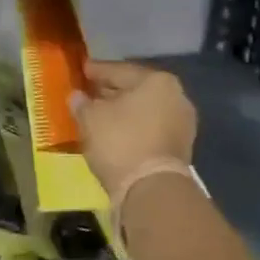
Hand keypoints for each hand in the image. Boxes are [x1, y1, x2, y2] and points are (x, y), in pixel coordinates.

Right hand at [71, 61, 197, 202]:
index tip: (82, 70)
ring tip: (99, 114)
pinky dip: (133, 128)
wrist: (152, 189)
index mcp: (157, 81)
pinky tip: (115, 132)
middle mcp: (176, 97)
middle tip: (89, 92)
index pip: (120, 70)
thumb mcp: (91, 118)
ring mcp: (182, 124)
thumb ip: (82, 103)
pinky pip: (150, 129)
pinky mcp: (180, 148)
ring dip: (123, 111)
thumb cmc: (120, 142)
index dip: (97, 70)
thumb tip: (77, 97)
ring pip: (144, 111)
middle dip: (111, 91)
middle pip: (136, 89)